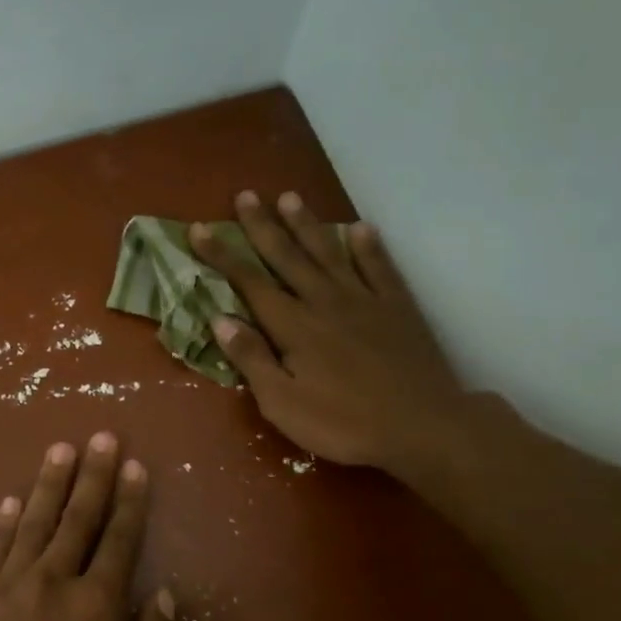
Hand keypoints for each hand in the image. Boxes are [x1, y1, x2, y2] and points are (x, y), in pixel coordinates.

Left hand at [0, 433, 177, 620]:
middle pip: (77, 518)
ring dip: (49, 484)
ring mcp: (10, 590)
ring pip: (34, 523)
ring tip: (60, 449)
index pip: (120, 540)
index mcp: (98, 607)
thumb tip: (164, 595)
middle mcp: (55, 583)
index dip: (130, 501)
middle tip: (102, 436)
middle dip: (94, 475)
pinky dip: (3, 523)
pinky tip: (9, 501)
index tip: (136, 465)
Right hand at [189, 191, 473, 480]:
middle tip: (246, 195)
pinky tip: (361, 228)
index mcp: (293, 327)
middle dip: (262, 226)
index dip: (222, 255)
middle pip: (287, 257)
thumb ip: (252, 360)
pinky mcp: (398, 307)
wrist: (421, 426)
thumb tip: (220, 320)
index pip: (249, 282)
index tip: (199, 228)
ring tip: (291, 197)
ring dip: (307, 225)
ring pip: (329, 253)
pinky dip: (369, 247)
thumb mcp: (283, 404)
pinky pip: (380, 268)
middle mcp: (324, 302)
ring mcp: (364, 300)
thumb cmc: (344, 424)